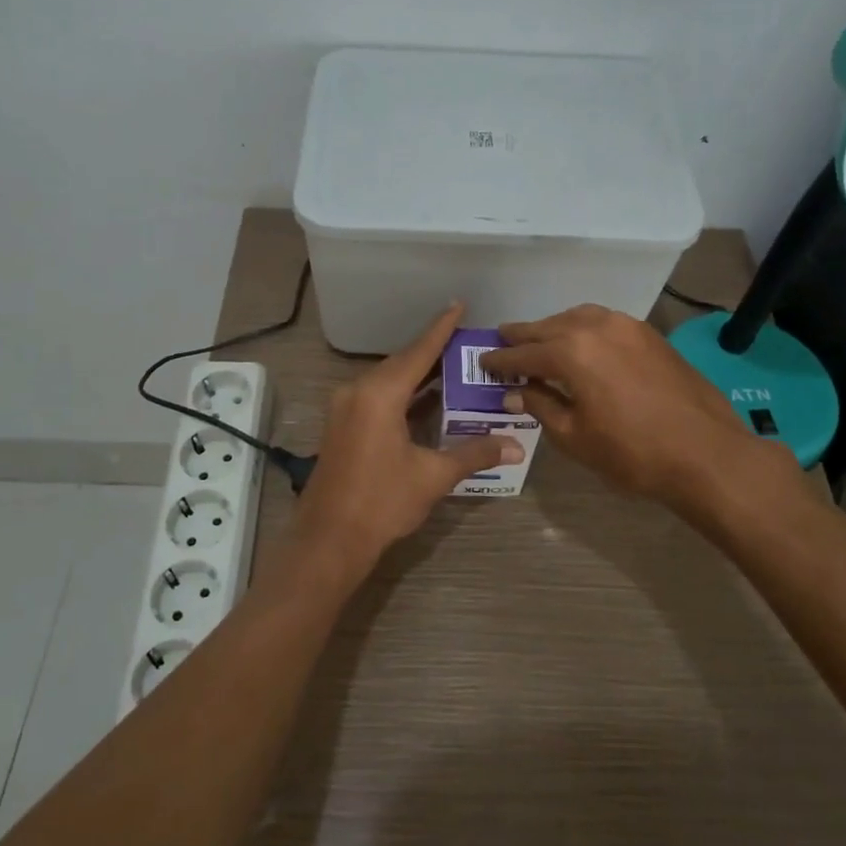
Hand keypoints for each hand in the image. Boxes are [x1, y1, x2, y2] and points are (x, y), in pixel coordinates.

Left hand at [285, 304, 523, 594]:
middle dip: (432, 352)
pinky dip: (403, 394)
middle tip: (465, 342)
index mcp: (379, 394)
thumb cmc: (382, 502)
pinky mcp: (342, 426)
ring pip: (387, 381)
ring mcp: (345, 409)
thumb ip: (474, 454)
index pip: (418, 352)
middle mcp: (357, 392)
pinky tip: (426, 400)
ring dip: (417, 375)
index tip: (458, 304)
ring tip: (452, 367)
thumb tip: (515, 445)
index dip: (440, 329)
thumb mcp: (433, 476)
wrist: (329, 540)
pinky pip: (377, 397)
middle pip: (401, 363)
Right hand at [479, 304, 769, 507]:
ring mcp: (627, 326)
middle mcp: (596, 327)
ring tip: (540, 341)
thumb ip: (542, 405)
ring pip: (578, 318)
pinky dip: (583, 328)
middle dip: (523, 336)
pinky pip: (604, 322)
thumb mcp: (575, 436)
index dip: (501, 360)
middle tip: (503, 340)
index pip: (524, 353)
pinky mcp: (649, 334)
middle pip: (548, 327)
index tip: (483, 361)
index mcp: (571, 352)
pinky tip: (581, 344)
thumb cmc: (632, 452)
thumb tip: (515, 391)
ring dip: (554, 327)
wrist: (705, 452)